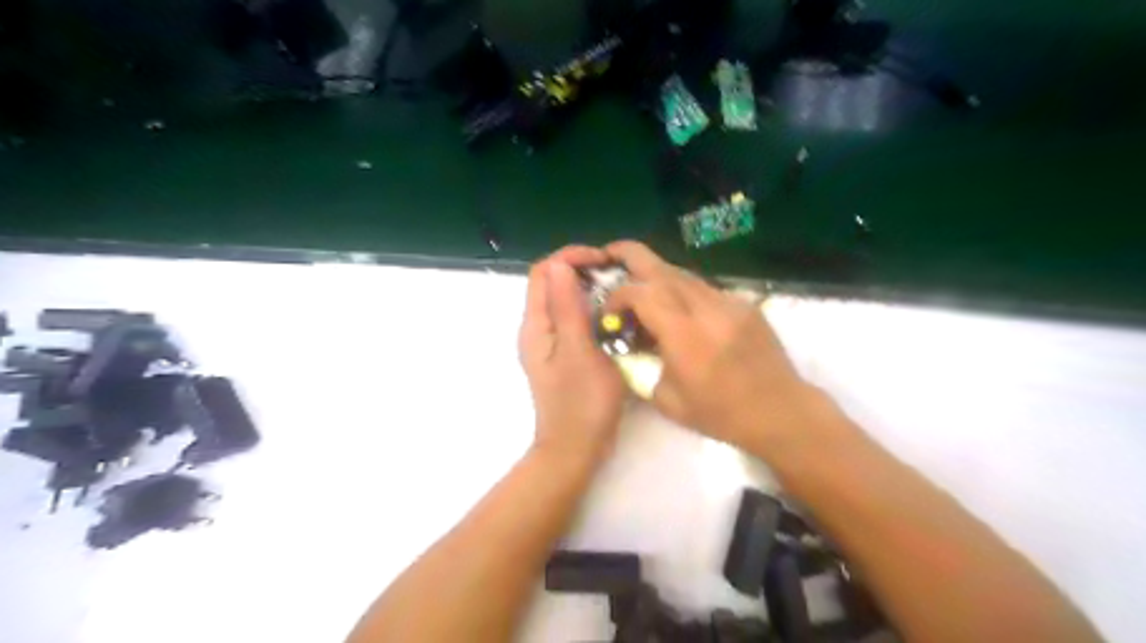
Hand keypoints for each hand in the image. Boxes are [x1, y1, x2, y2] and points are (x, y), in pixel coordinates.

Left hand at [520, 243, 625, 460]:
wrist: (575, 449)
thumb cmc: (581, 402)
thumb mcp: (579, 350)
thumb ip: (568, 308)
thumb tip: (561, 264)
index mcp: (536, 325)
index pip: (544, 272)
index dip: (571, 257)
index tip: (604, 259)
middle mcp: (537, 329)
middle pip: (551, 284)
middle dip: (581, 269)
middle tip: (616, 274)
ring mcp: (550, 343)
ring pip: (563, 301)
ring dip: (587, 289)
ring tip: (619, 290)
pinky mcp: (563, 355)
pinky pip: (573, 319)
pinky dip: (590, 308)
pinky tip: (613, 315)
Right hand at [602, 239, 835, 455]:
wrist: (780, 411)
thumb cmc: (721, 415)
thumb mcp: (666, 400)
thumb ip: (643, 366)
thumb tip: (631, 344)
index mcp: (684, 336)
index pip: (642, 293)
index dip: (618, 295)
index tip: (610, 311)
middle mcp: (706, 310)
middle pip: (663, 269)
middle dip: (631, 256)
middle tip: (610, 253)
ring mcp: (729, 303)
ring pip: (684, 274)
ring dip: (657, 274)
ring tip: (641, 282)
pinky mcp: (744, 305)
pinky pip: (705, 288)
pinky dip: (683, 290)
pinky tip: (678, 305)